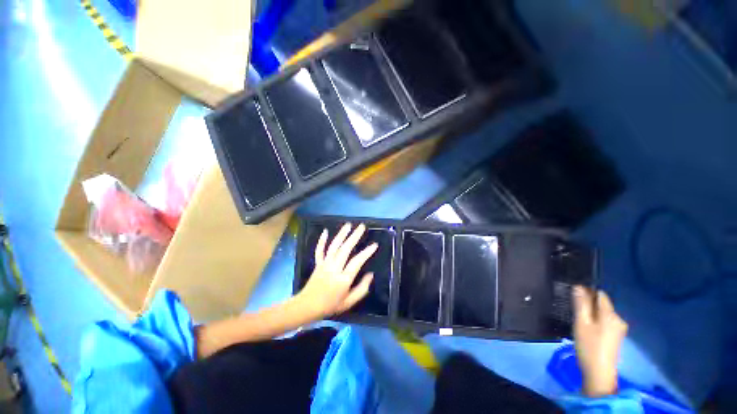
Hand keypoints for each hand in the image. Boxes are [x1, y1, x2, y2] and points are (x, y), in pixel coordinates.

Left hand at [296, 223, 376, 318]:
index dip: (366, 253)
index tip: (374, 245)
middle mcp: (334, 268)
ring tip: (348, 225)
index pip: (356, 262)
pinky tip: (325, 231)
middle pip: (345, 249)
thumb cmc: (330, 306)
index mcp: (343, 279)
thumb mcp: (349, 302)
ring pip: (334, 246)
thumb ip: (361, 289)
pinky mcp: (318, 263)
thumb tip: (370, 275)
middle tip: (362, 227)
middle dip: (354, 236)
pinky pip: (319, 250)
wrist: (307, 307)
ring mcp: (324, 264)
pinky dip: (322, 240)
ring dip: (341, 234)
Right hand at [573, 286, 627, 397]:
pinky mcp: (616, 337)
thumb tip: (578, 286)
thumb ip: (581, 304)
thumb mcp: (581, 323)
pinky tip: (587, 330)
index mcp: (611, 314)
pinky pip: (605, 322)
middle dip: (588, 305)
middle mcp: (618, 319)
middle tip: (574, 312)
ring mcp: (619, 329)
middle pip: (602, 304)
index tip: (574, 296)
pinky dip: (596, 322)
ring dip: (591, 314)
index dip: (587, 292)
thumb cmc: (589, 346)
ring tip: (579, 322)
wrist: (599, 374)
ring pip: (602, 314)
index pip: (600, 294)